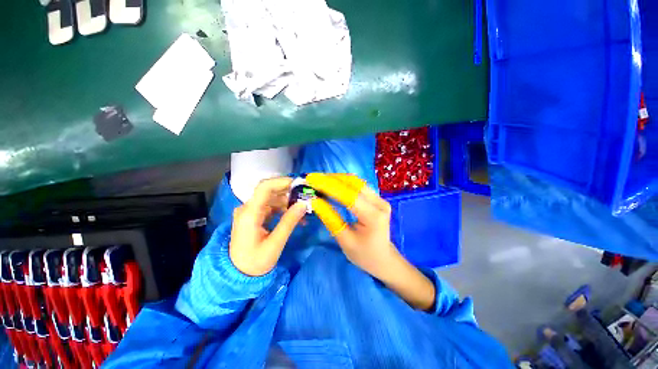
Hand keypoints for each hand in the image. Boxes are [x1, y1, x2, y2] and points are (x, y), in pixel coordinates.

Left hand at [229, 177, 306, 276]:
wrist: (237, 275)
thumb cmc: (255, 262)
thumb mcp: (275, 243)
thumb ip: (289, 222)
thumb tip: (303, 204)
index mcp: (249, 213)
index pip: (264, 187)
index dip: (282, 182)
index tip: (300, 185)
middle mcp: (247, 208)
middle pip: (269, 192)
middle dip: (289, 193)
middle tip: (306, 198)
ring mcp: (249, 212)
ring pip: (272, 199)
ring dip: (288, 202)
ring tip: (303, 211)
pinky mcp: (253, 216)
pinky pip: (270, 207)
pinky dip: (283, 209)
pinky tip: (294, 216)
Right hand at [306, 173, 395, 278]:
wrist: (383, 258)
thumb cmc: (364, 255)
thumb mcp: (344, 240)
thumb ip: (330, 219)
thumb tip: (315, 201)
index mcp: (373, 216)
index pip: (349, 195)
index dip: (329, 186)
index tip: (311, 180)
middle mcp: (379, 203)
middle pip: (353, 183)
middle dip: (331, 179)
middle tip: (313, 178)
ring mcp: (379, 198)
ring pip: (355, 181)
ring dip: (336, 179)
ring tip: (319, 180)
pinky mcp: (376, 198)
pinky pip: (357, 185)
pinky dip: (342, 183)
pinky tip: (331, 184)